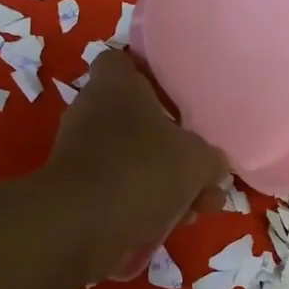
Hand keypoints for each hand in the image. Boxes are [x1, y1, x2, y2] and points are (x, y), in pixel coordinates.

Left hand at [45, 49, 226, 281]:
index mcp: (116, 88)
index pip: (124, 63)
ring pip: (135, 162)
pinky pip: (120, 192)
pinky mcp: (77, 193)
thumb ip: (210, 159)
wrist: (80, 226)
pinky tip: (175, 226)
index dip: (151, 77)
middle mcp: (92, 113)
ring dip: (168, 185)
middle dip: (175, 151)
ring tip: (200, 210)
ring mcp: (81, 155)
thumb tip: (211, 166)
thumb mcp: (197, 161)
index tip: (178, 99)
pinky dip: (146, 206)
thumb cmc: (142, 170)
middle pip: (139, 123)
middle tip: (204, 174)